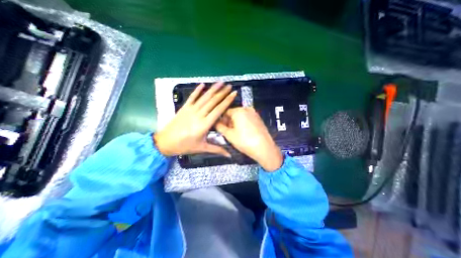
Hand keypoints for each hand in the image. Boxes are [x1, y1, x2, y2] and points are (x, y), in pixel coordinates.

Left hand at [155, 82, 236, 155]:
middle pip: (213, 101)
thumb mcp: (202, 148)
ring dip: (213, 89)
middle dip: (222, 93)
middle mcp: (199, 114)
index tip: (233, 94)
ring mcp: (191, 110)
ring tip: (221, 82)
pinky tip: (203, 84)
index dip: (227, 101)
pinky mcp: (184, 108)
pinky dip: (197, 90)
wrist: (165, 142)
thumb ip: (217, 149)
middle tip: (230, 86)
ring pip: (204, 97)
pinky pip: (192, 97)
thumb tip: (230, 155)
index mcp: (204, 124)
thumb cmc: (185, 146)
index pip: (218, 110)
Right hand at [217, 107, 284, 170]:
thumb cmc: (245, 141)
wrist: (264, 148)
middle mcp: (247, 109)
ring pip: (241, 116)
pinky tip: (243, 133)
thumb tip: (216, 123)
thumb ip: (220, 127)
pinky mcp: (259, 119)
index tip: (220, 127)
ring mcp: (254, 114)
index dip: (221, 119)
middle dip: (229, 121)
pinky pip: (247, 119)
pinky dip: (243, 123)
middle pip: (233, 113)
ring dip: (236, 123)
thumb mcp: (229, 135)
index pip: (225, 112)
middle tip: (227, 131)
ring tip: (235, 133)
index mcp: (239, 111)